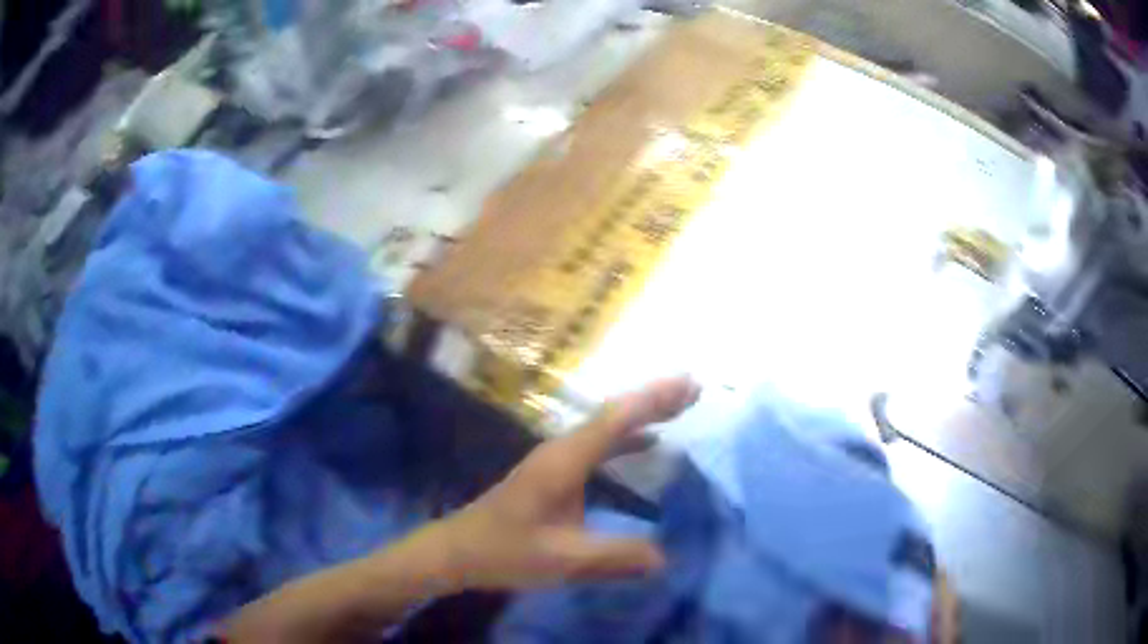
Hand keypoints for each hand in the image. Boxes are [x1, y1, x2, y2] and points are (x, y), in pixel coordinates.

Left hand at [433, 376, 700, 589]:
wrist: (457, 550)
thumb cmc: (504, 551)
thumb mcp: (561, 560)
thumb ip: (613, 558)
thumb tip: (665, 558)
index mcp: (563, 462)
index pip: (615, 421)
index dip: (653, 401)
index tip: (689, 384)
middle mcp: (560, 451)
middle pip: (613, 416)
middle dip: (654, 400)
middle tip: (694, 388)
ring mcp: (555, 460)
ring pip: (606, 427)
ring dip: (642, 414)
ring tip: (679, 406)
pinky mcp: (553, 473)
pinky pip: (599, 445)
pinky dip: (627, 437)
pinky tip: (645, 443)